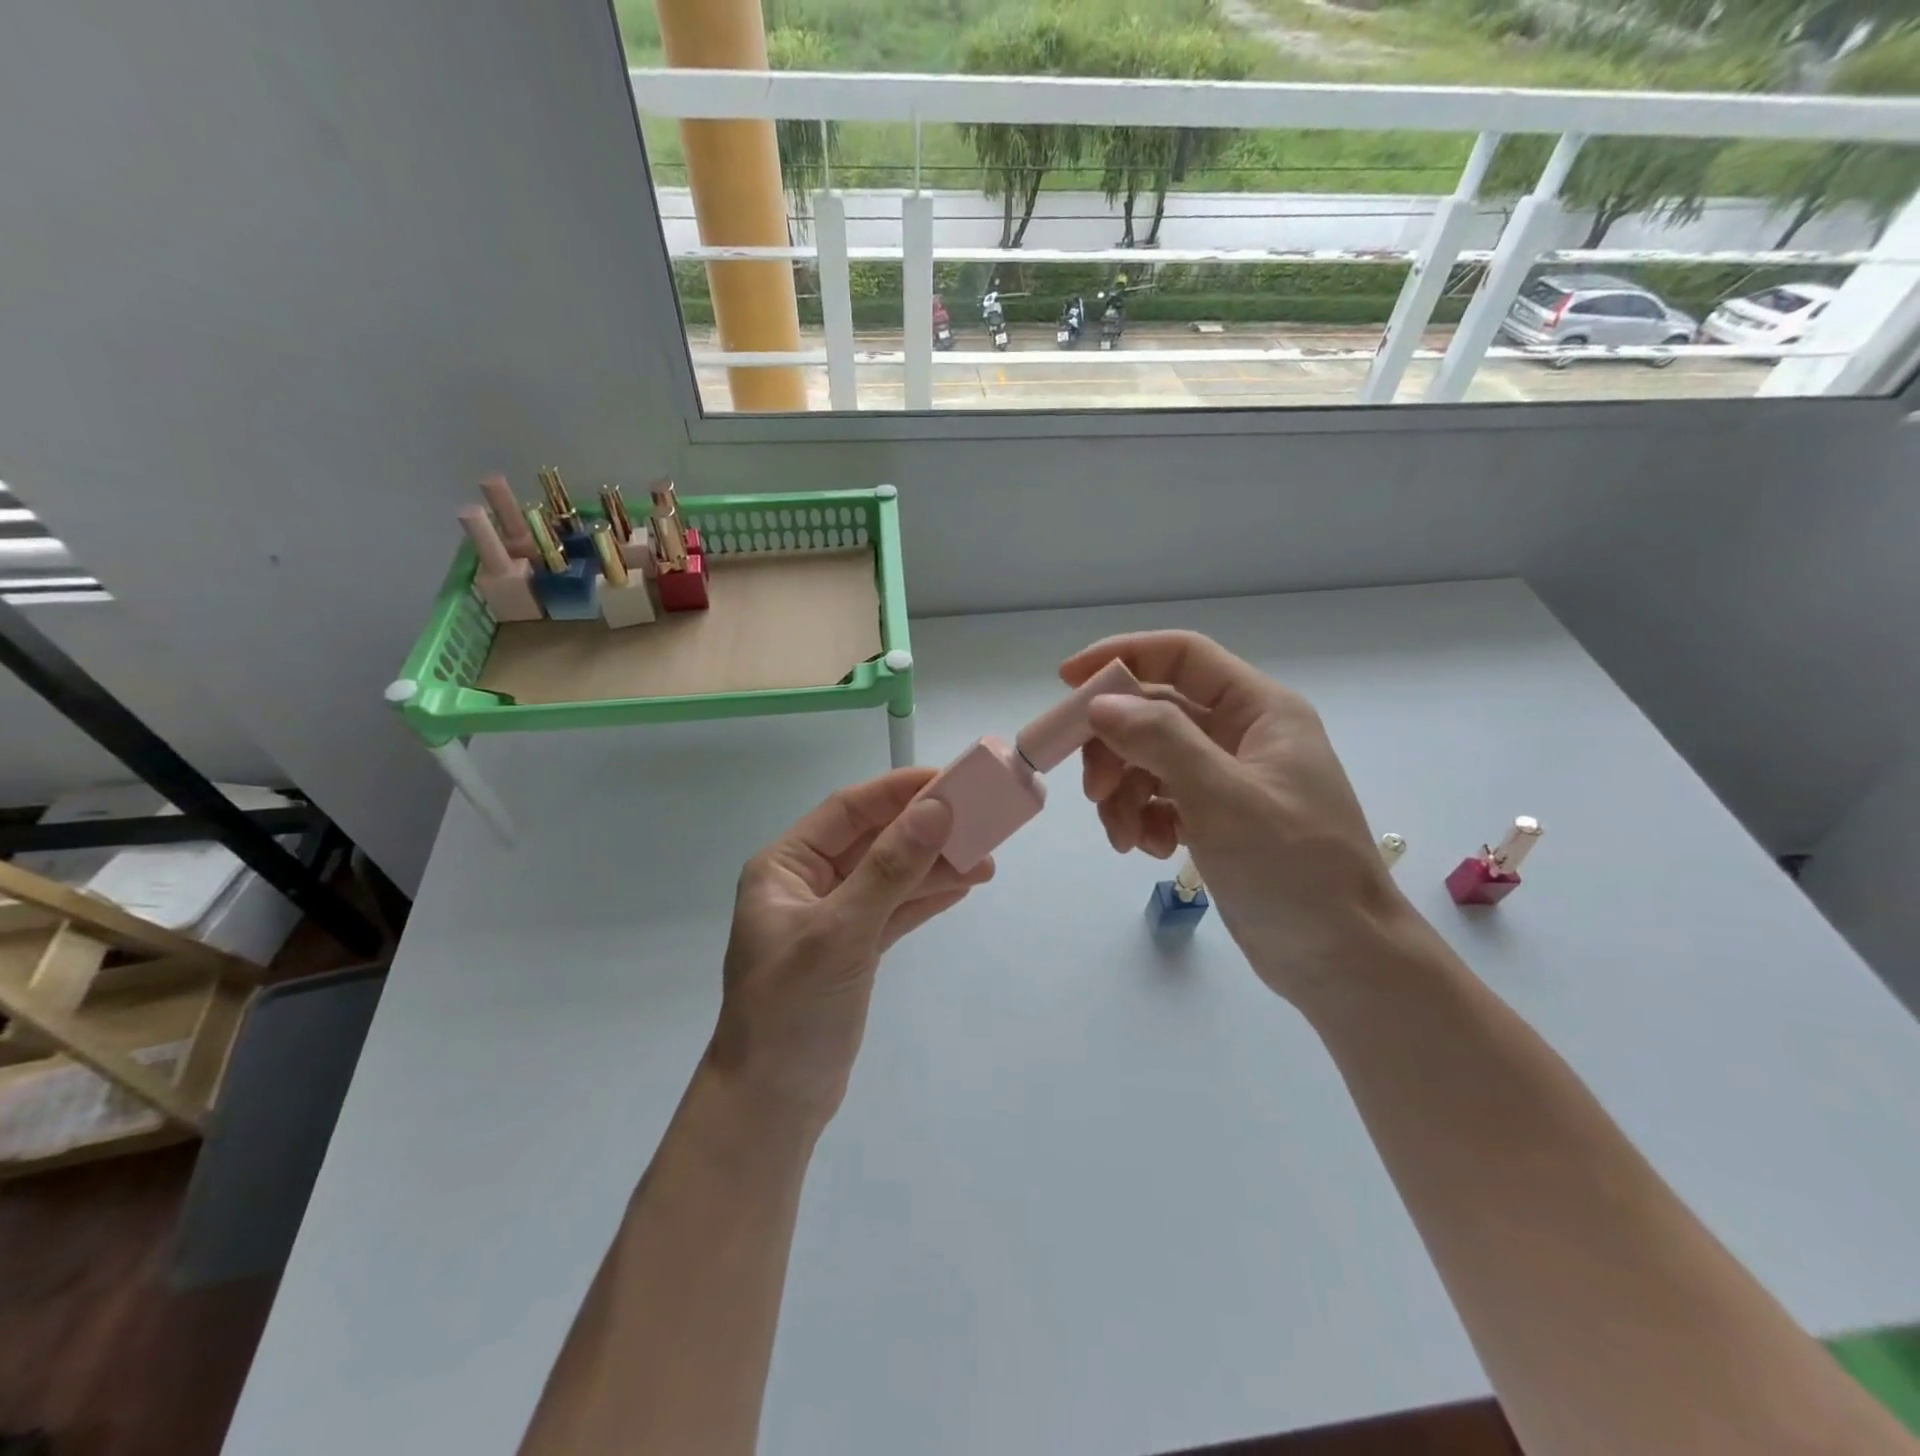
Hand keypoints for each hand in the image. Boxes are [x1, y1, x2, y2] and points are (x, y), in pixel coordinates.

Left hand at [707, 768, 994, 1125]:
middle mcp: (808, 884)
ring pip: (891, 877)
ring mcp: (833, 918)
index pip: (848, 811)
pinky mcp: (854, 950)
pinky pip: (895, 910)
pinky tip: (963, 886)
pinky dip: (927, 898)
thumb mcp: (841, 932)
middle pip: (874, 841)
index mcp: (785, 866)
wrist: (773, 1103)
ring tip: (986, 861)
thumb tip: (937, 810)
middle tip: (980, 823)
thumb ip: (890, 869)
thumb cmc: (792, 1010)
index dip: (898, 791)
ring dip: (935, 867)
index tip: (949, 782)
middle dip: (925, 832)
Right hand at [1062, 631, 1406, 1003]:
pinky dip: (1144, 819)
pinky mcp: (1216, 818)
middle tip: (1095, 790)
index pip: (1182, 656)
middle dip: (1116, 747)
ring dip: (1124, 793)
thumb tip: (1100, 703)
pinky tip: (1152, 850)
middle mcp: (1242, 735)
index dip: (1122, 657)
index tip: (1068, 682)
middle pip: (1154, 713)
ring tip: (1125, 837)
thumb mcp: (1224, 798)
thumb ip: (1161, 741)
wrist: (1342, 960)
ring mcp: (1228, 779)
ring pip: (1150, 759)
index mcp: (1259, 710)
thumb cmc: (1294, 869)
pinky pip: (1161, 799)